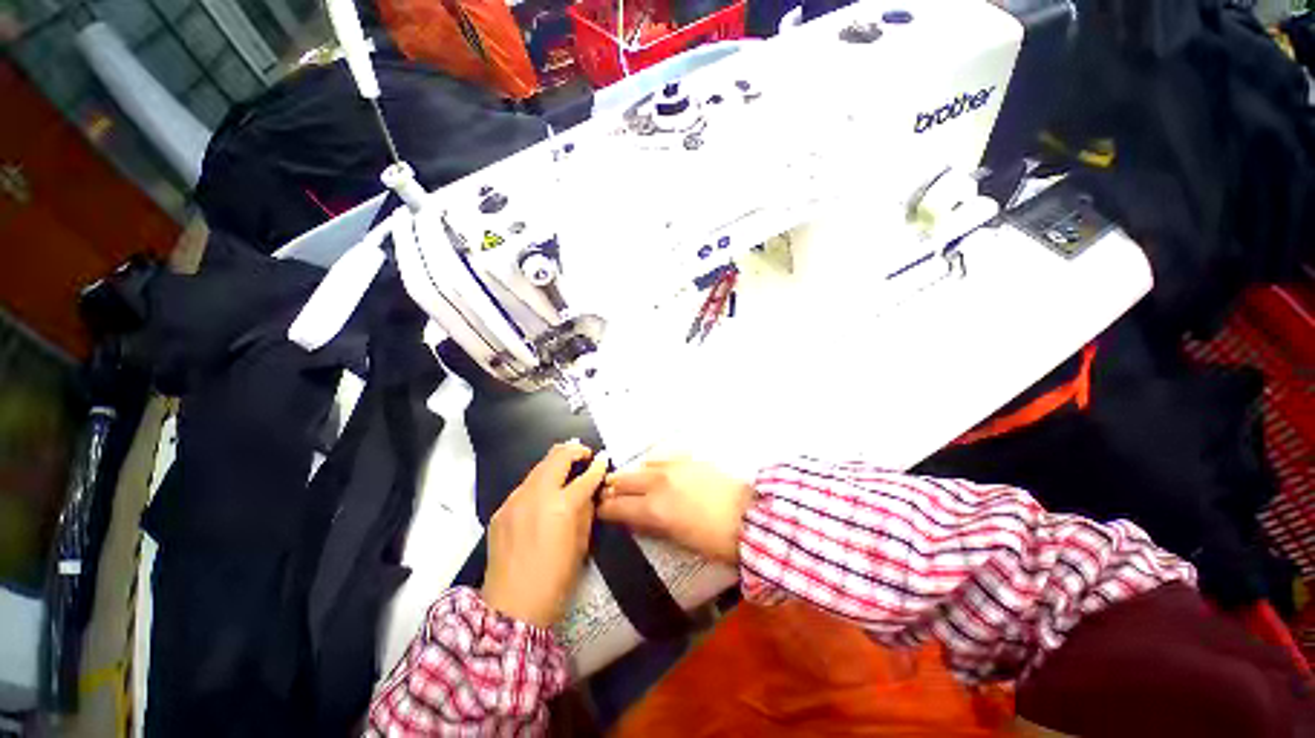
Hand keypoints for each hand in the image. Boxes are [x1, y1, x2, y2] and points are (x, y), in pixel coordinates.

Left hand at [481, 442, 607, 627]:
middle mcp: (536, 495)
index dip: (598, 466)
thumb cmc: (556, 579)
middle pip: (557, 457)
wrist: (512, 607)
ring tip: (565, 468)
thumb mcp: (581, 543)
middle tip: (584, 454)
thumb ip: (586, 510)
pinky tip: (543, 495)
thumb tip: (589, 491)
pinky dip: (538, 483)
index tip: (603, 458)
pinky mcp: (501, 510)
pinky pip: (524, 487)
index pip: (586, 476)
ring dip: (555, 464)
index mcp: (562, 506)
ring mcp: (515, 500)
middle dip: (574, 450)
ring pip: (538, 468)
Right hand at [598, 454, 754, 563]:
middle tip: (610, 495)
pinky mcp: (688, 459)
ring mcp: (673, 467)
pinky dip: (653, 465)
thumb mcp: (679, 541)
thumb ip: (654, 526)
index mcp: (654, 509)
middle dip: (613, 489)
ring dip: (633, 475)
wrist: (749, 515)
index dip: (606, 509)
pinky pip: (662, 457)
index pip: (618, 507)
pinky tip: (655, 469)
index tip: (601, 510)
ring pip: (641, 466)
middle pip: (624, 480)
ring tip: (632, 482)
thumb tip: (639, 518)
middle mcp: (658, 483)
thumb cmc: (715, 539)